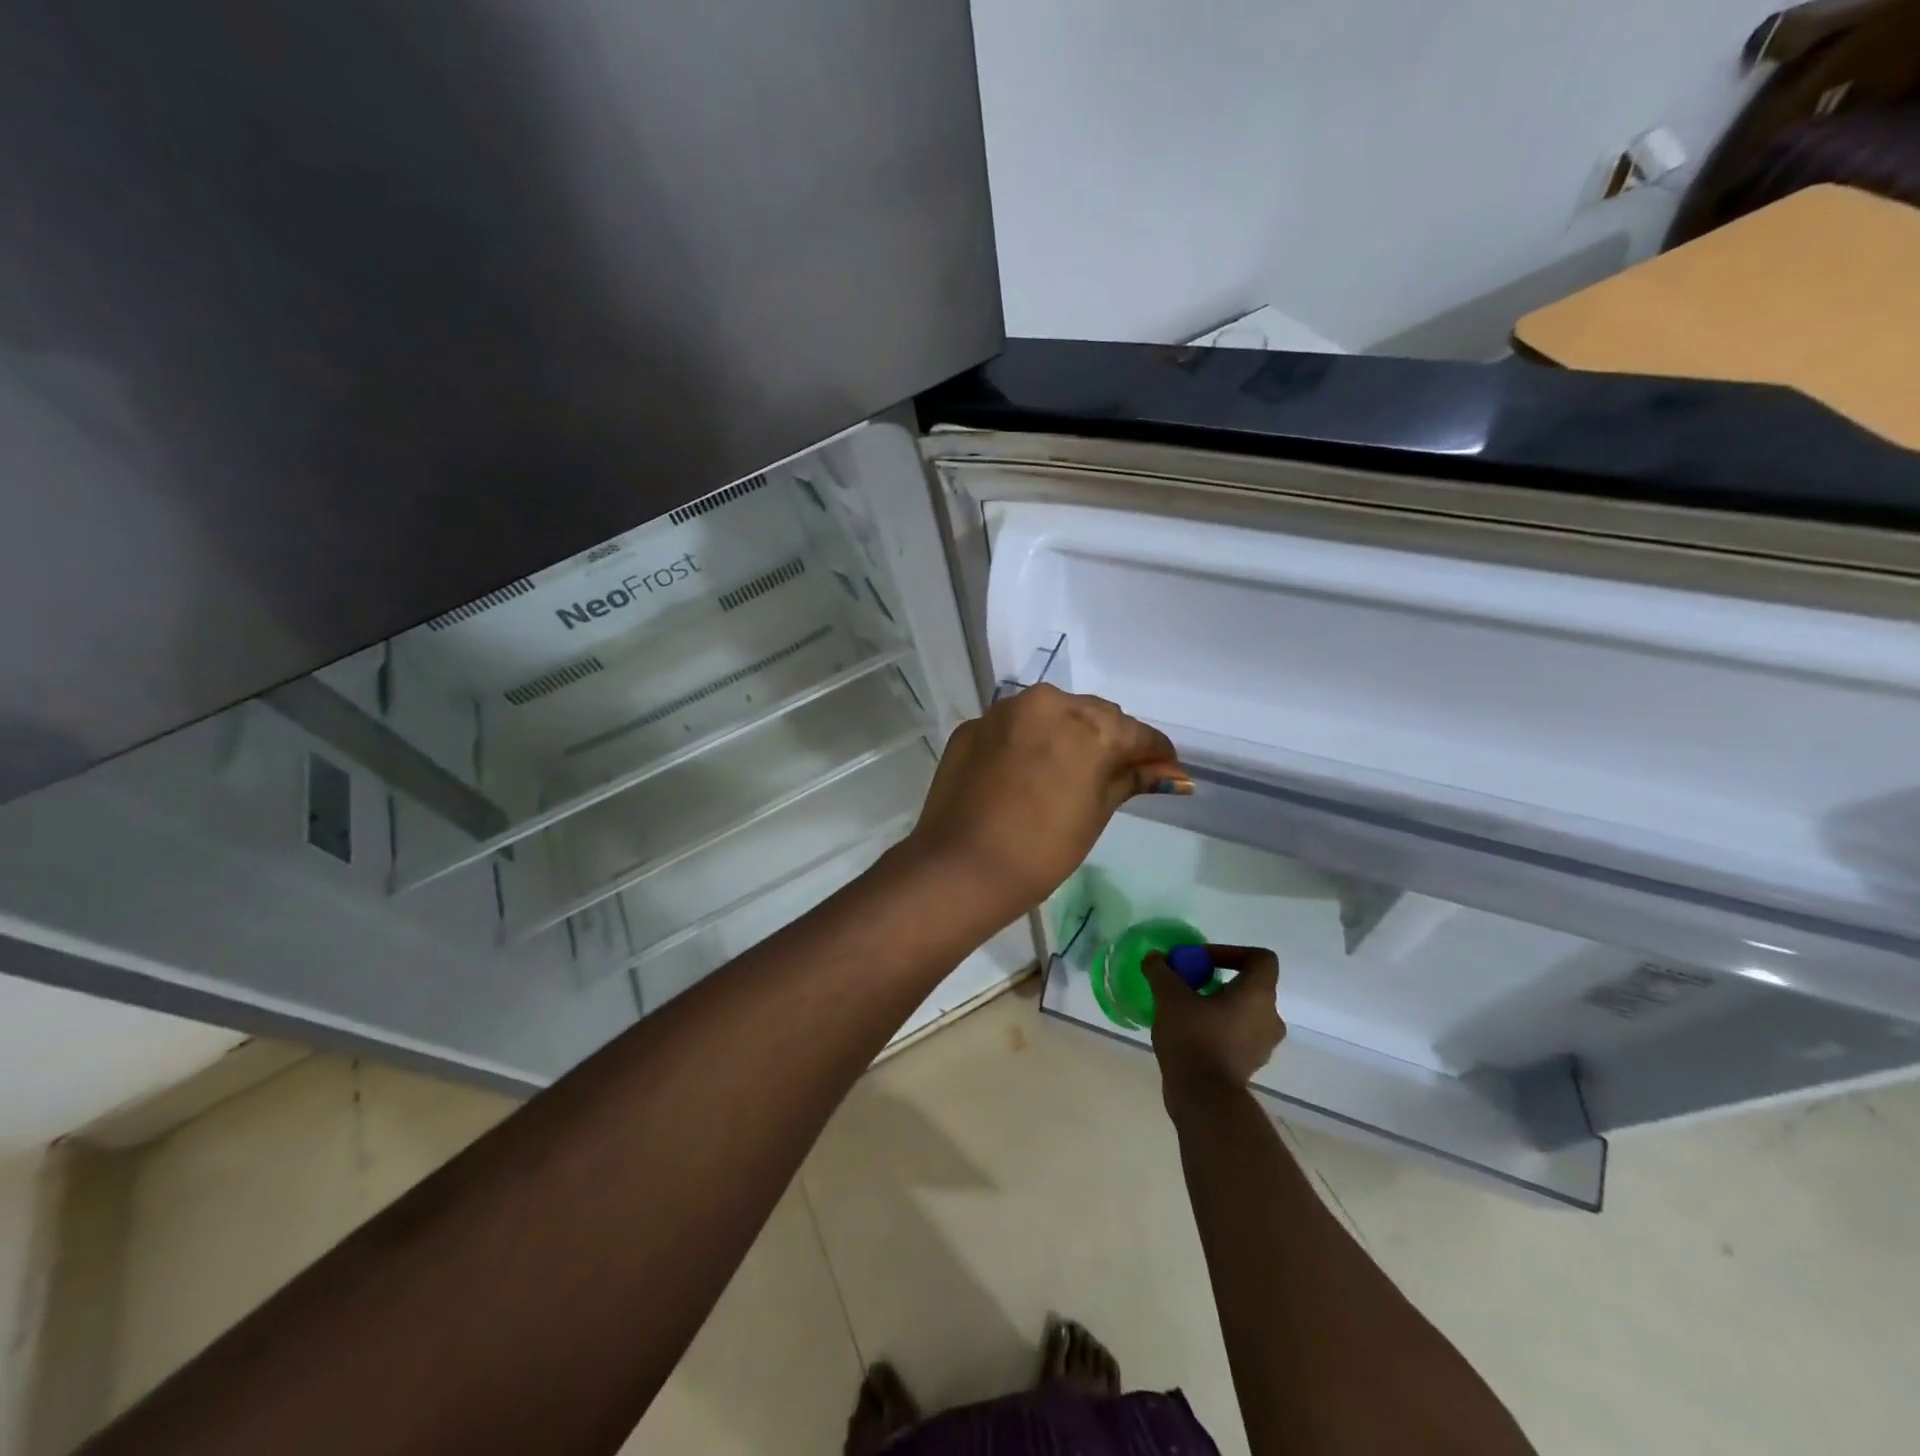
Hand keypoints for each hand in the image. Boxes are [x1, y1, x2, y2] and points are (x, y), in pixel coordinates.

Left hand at [904, 685, 1182, 923]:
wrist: (961, 866)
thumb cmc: (1042, 850)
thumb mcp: (1096, 814)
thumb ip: (1130, 780)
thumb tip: (1172, 774)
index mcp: (1091, 725)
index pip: (1137, 733)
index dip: (1154, 753)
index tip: (1161, 770)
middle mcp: (1049, 703)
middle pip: (1095, 715)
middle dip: (1108, 739)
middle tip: (1111, 774)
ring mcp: (1005, 711)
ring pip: (1052, 712)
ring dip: (1066, 733)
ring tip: (1064, 770)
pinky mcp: (973, 725)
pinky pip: (1013, 725)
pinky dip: (1026, 740)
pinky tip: (1022, 771)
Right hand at [1144, 946, 1284, 1095]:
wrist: (1203, 1098)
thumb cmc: (1193, 1038)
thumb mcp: (1169, 996)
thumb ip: (1161, 971)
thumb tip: (1155, 958)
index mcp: (1258, 995)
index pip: (1261, 959)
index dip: (1232, 952)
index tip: (1202, 960)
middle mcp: (1270, 1017)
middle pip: (1250, 985)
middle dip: (1218, 979)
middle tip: (1189, 983)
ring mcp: (1262, 1044)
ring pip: (1243, 1011)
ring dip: (1218, 1004)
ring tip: (1185, 1009)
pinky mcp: (1250, 1064)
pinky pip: (1237, 1034)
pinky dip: (1218, 1027)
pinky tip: (1189, 1032)